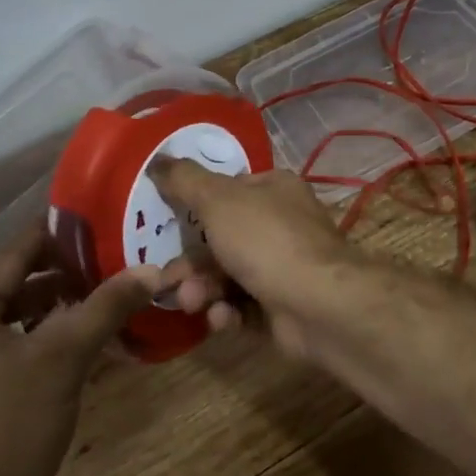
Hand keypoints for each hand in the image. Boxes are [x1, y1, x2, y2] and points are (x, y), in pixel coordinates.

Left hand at [0, 223, 162, 475]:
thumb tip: (153, 268)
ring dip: (50, 299)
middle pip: (9, 279)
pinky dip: (37, 331)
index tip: (101, 218)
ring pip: (7, 312)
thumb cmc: (13, 428)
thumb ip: (108, 304)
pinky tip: (72, 334)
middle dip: (58, 267)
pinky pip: (3, 341)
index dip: (58, 232)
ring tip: (95, 291)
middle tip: (105, 255)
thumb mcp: (66, 356)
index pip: (12, 251)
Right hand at [150, 159, 360, 358]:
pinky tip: (222, 318)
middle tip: (168, 280)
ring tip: (194, 302)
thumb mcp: (218, 200)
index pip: (227, 190)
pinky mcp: (282, 307)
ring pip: (228, 276)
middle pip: (222, 238)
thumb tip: (157, 157)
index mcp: (273, 189)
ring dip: (204, 290)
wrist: (319, 305)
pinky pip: (243, 307)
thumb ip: (185, 179)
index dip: (195, 206)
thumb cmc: (266, 240)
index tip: (166, 223)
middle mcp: (281, 224)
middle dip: (192, 262)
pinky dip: (228, 312)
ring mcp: (283, 267)